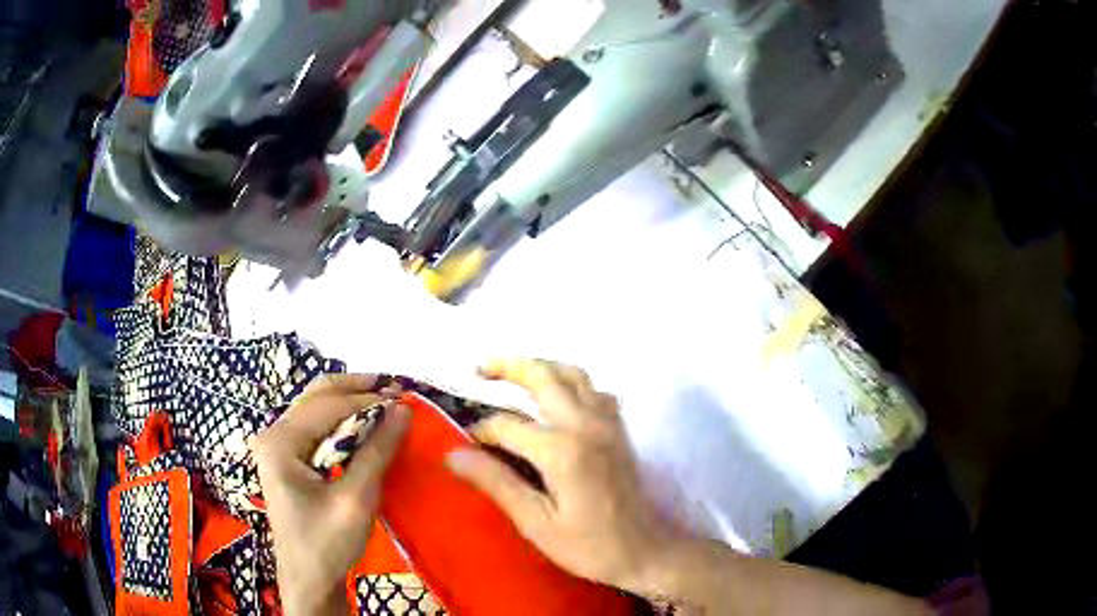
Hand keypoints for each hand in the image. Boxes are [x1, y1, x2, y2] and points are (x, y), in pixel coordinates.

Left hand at [252, 374, 409, 615]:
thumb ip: (377, 452)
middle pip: (316, 395)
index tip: (404, 397)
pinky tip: (364, 424)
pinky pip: (316, 426)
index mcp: (280, 442)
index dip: (367, 398)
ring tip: (385, 402)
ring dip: (350, 402)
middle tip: (394, 388)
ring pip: (316, 407)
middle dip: (356, 389)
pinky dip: (342, 420)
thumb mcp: (356, 499)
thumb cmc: (327, 543)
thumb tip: (403, 410)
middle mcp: (274, 434)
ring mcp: (278, 446)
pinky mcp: (287, 458)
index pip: (327, 405)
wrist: (309, 579)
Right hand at [445, 359, 674, 594]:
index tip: (466, 445)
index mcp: (562, 450)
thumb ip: (496, 482)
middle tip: (478, 368)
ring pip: (573, 374)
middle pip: (543, 375)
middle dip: (507, 366)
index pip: (507, 425)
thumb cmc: (588, 546)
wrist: (645, 551)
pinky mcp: (619, 429)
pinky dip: (571, 383)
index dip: (481, 432)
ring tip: (512, 374)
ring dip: (540, 367)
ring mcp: (608, 423)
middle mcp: (586, 424)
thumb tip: (453, 454)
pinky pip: (595, 390)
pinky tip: (558, 399)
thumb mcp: (535, 523)